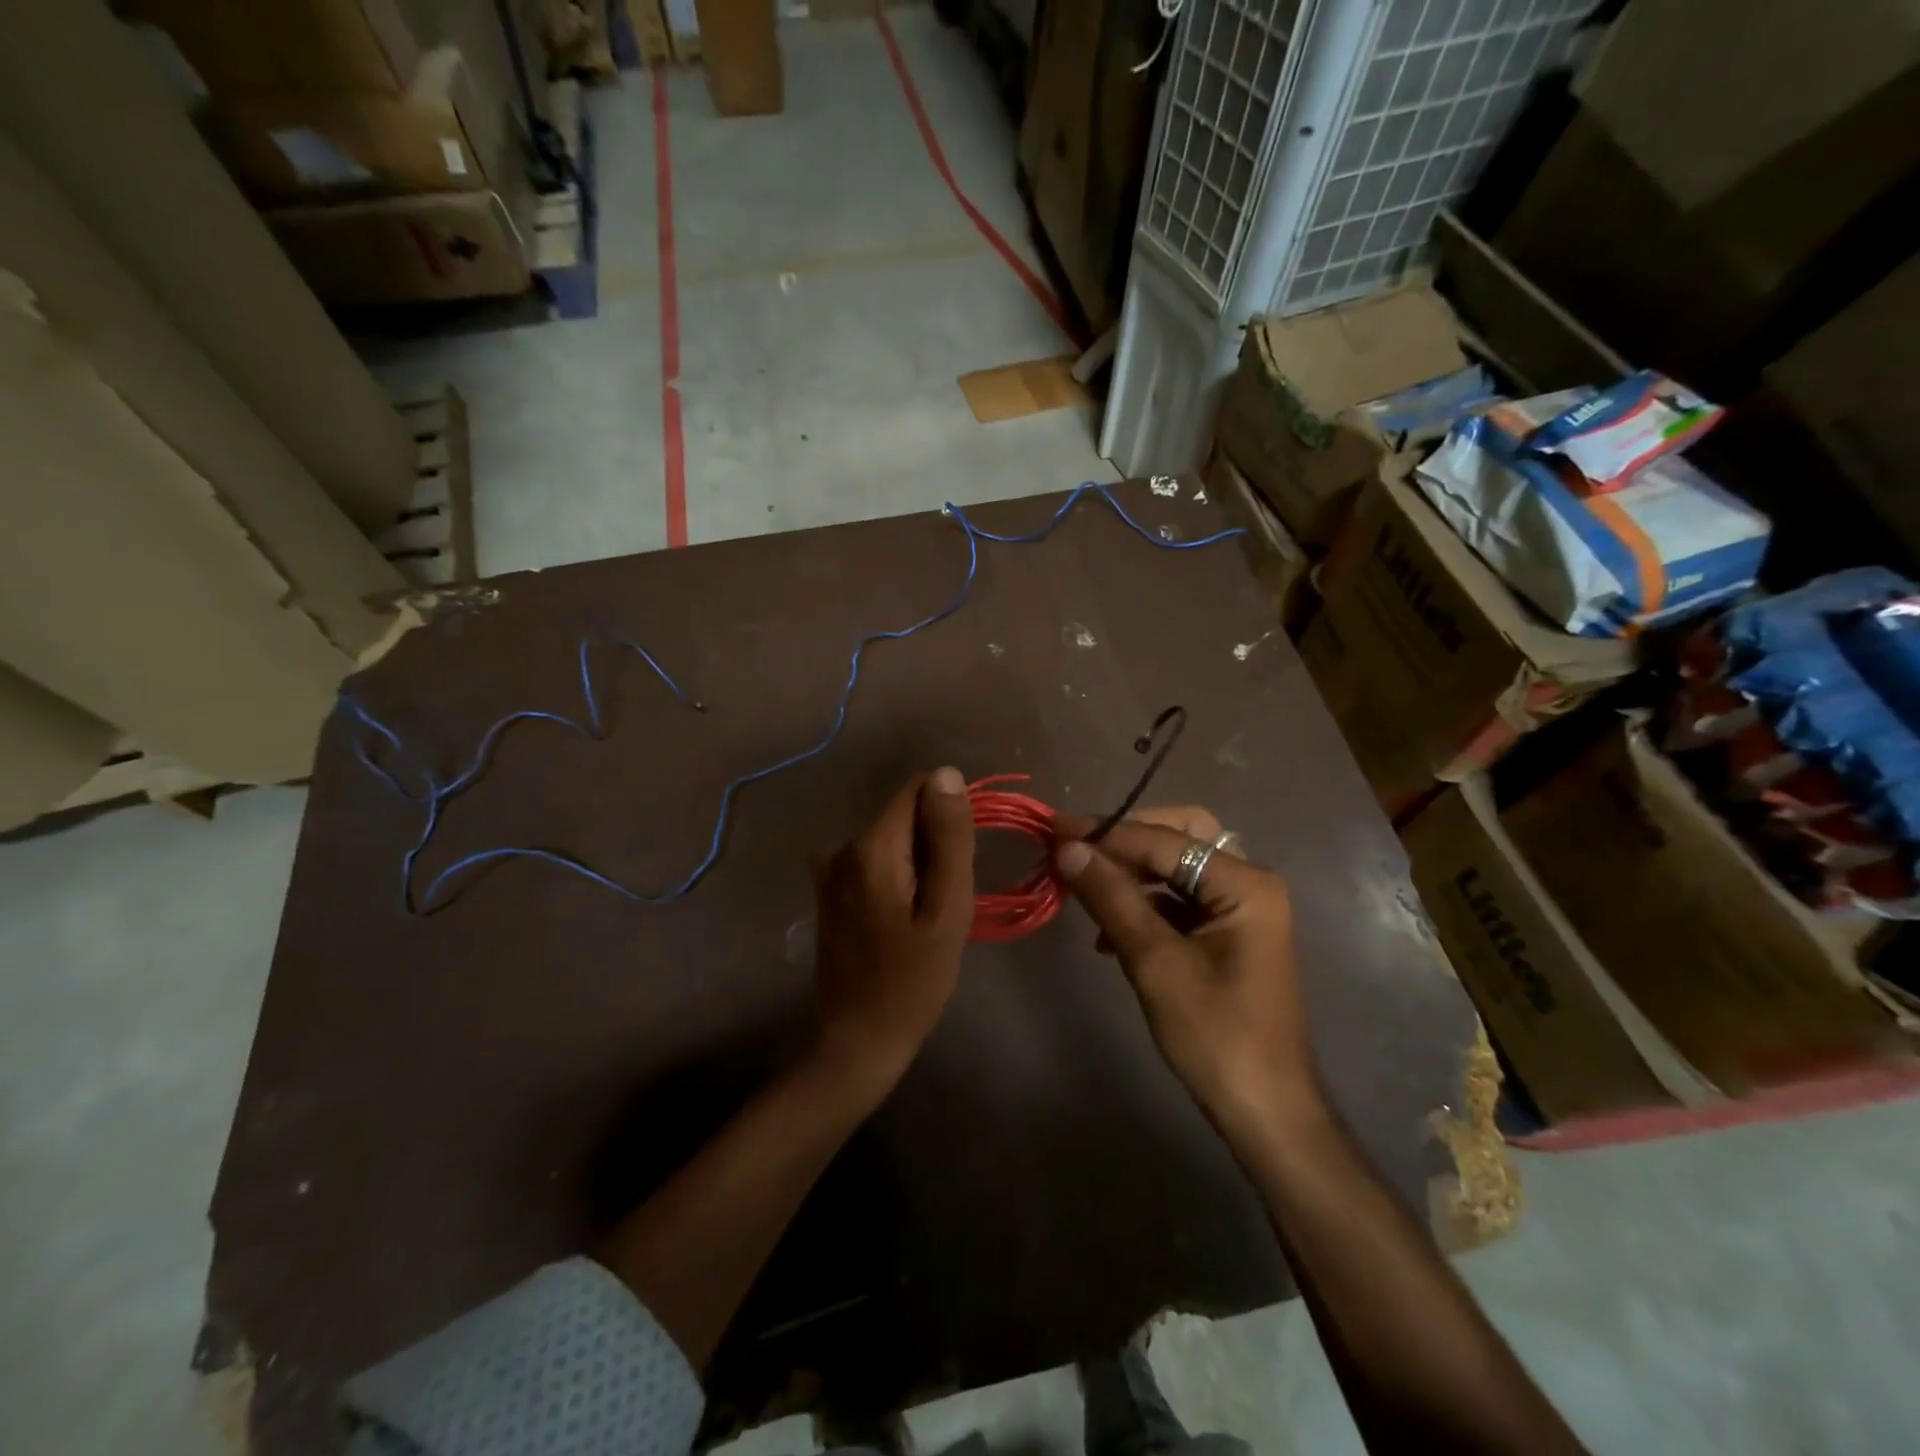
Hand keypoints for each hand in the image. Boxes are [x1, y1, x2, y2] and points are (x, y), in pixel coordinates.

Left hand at [810, 767, 974, 1094]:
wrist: (859, 1039)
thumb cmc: (913, 979)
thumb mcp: (947, 908)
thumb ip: (949, 838)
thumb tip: (947, 774)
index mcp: (871, 846)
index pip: (918, 789)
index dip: (949, 813)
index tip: (962, 857)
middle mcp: (843, 847)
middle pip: (904, 815)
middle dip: (934, 841)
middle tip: (946, 897)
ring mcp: (831, 870)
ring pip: (892, 839)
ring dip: (918, 862)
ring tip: (927, 913)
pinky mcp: (830, 891)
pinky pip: (876, 862)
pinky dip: (898, 877)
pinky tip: (904, 918)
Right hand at [1054, 808, 1320, 1134]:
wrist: (1265, 1112)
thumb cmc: (1215, 1035)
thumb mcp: (1155, 962)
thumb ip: (1111, 898)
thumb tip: (1068, 848)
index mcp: (1245, 883)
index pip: (1164, 840)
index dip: (1106, 833)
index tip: (1054, 829)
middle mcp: (1248, 884)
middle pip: (1179, 837)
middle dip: (1126, 843)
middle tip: (1078, 853)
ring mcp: (1240, 910)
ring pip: (1176, 869)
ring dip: (1130, 876)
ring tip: (1085, 894)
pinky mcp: (1226, 935)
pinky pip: (1179, 900)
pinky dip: (1143, 906)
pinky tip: (1109, 936)